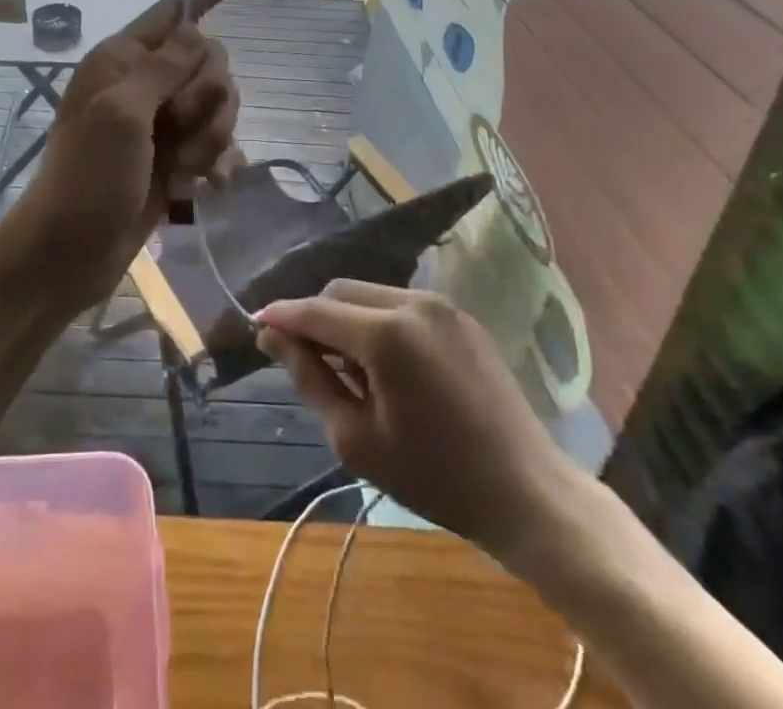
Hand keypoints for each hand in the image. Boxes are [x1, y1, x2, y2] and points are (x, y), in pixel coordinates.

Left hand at [14, 0, 238, 304]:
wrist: (70, 251)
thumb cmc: (89, 176)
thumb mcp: (122, 114)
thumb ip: (164, 68)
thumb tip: (196, 29)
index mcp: (122, 61)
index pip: (168, 14)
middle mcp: (143, 84)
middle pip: (208, 62)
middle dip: (209, 95)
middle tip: (182, 126)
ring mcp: (160, 123)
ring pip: (218, 104)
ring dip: (213, 135)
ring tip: (189, 166)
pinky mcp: (174, 158)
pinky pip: (216, 142)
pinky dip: (217, 161)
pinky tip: (209, 184)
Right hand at [255, 281, 591, 581]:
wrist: (527, 491)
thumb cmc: (434, 476)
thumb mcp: (356, 439)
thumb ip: (308, 377)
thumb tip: (272, 337)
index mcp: (385, 333)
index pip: (315, 310)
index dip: (281, 317)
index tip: (255, 326)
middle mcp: (412, 301)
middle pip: (341, 291)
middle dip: (314, 317)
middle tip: (303, 360)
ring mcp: (440, 304)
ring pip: (370, 293)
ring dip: (346, 318)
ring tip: (348, 368)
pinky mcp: (460, 315)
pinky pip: (401, 304)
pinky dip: (378, 321)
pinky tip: (385, 364)